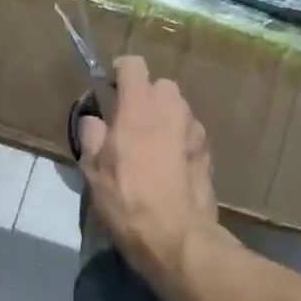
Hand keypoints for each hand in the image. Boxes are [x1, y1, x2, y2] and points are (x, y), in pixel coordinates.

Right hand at [76, 56, 219, 279]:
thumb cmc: (127, 199)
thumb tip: (94, 120)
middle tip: (131, 122)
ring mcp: (194, 129)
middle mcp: (171, 108)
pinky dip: (179, 139)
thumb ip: (92, 136)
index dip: (121, 71)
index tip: (112, 86)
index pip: (134, 65)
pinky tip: (170, 165)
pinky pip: (190, 133)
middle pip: (161, 85)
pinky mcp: (208, 151)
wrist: (176, 236)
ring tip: (152, 146)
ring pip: (178, 109)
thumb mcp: (93, 170)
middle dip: (146, 96)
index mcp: (140, 105)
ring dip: (165, 118)